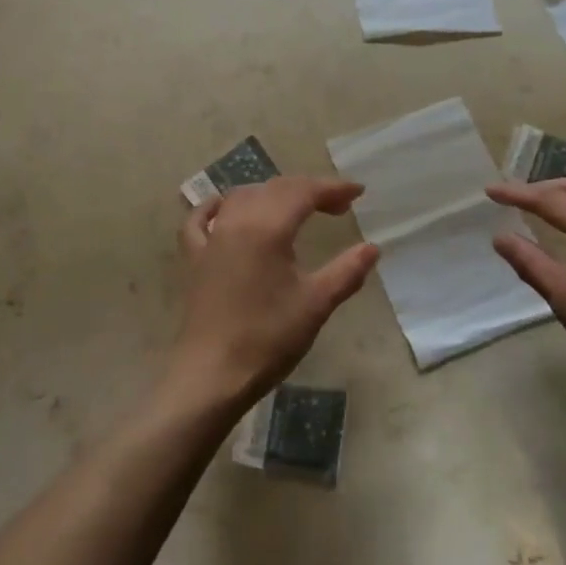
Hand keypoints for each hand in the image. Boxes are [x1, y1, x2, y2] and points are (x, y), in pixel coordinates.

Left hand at [167, 176, 379, 413]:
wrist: (212, 375)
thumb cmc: (268, 338)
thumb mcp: (316, 304)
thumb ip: (347, 271)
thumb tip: (372, 248)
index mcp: (268, 227)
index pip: (304, 192)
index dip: (332, 188)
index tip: (358, 192)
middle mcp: (237, 220)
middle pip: (276, 188)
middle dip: (309, 190)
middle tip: (337, 206)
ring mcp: (211, 237)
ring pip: (242, 197)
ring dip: (272, 194)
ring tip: (295, 207)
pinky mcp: (193, 257)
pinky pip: (200, 219)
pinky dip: (216, 207)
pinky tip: (224, 208)